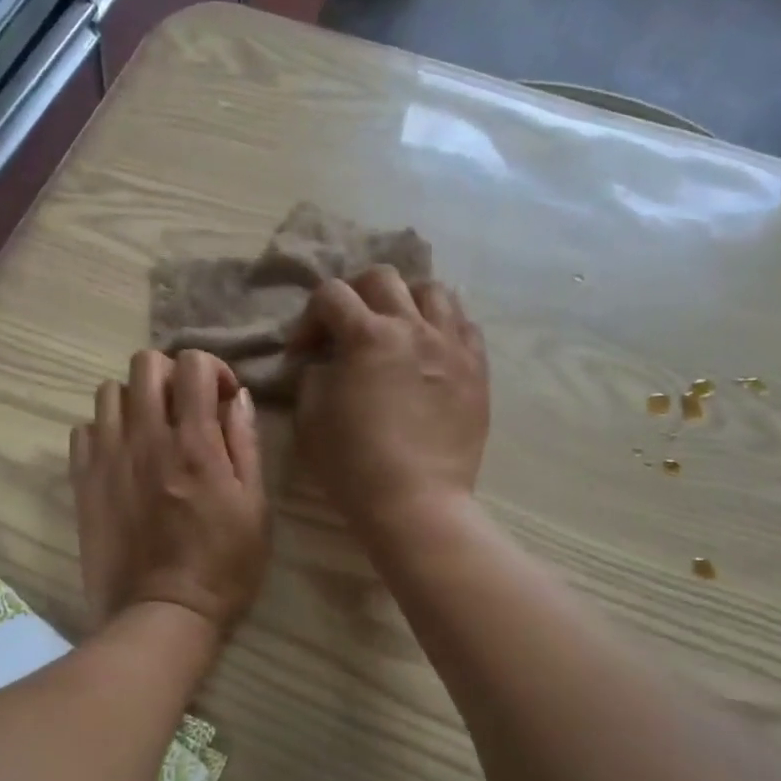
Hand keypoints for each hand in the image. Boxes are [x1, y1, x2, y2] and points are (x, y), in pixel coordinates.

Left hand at [70, 350, 268, 636]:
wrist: (161, 615)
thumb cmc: (223, 566)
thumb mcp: (255, 506)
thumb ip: (245, 443)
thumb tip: (236, 396)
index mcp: (195, 443)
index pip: (193, 364)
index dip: (212, 368)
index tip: (220, 397)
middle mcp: (147, 438)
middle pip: (145, 363)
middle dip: (170, 374)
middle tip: (183, 407)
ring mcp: (108, 457)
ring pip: (108, 391)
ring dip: (134, 399)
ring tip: (149, 429)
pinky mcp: (83, 481)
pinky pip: (83, 429)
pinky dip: (103, 430)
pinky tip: (121, 455)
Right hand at [289, 268, 488, 536]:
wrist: (416, 502)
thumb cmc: (353, 464)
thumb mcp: (310, 418)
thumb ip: (313, 375)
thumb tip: (325, 361)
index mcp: (368, 337)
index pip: (331, 295)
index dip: (310, 317)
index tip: (304, 350)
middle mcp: (413, 328)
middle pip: (383, 278)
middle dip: (355, 294)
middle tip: (347, 326)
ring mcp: (452, 346)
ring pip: (433, 290)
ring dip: (406, 300)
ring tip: (396, 328)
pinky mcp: (477, 370)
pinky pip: (465, 325)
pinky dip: (442, 326)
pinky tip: (430, 349)